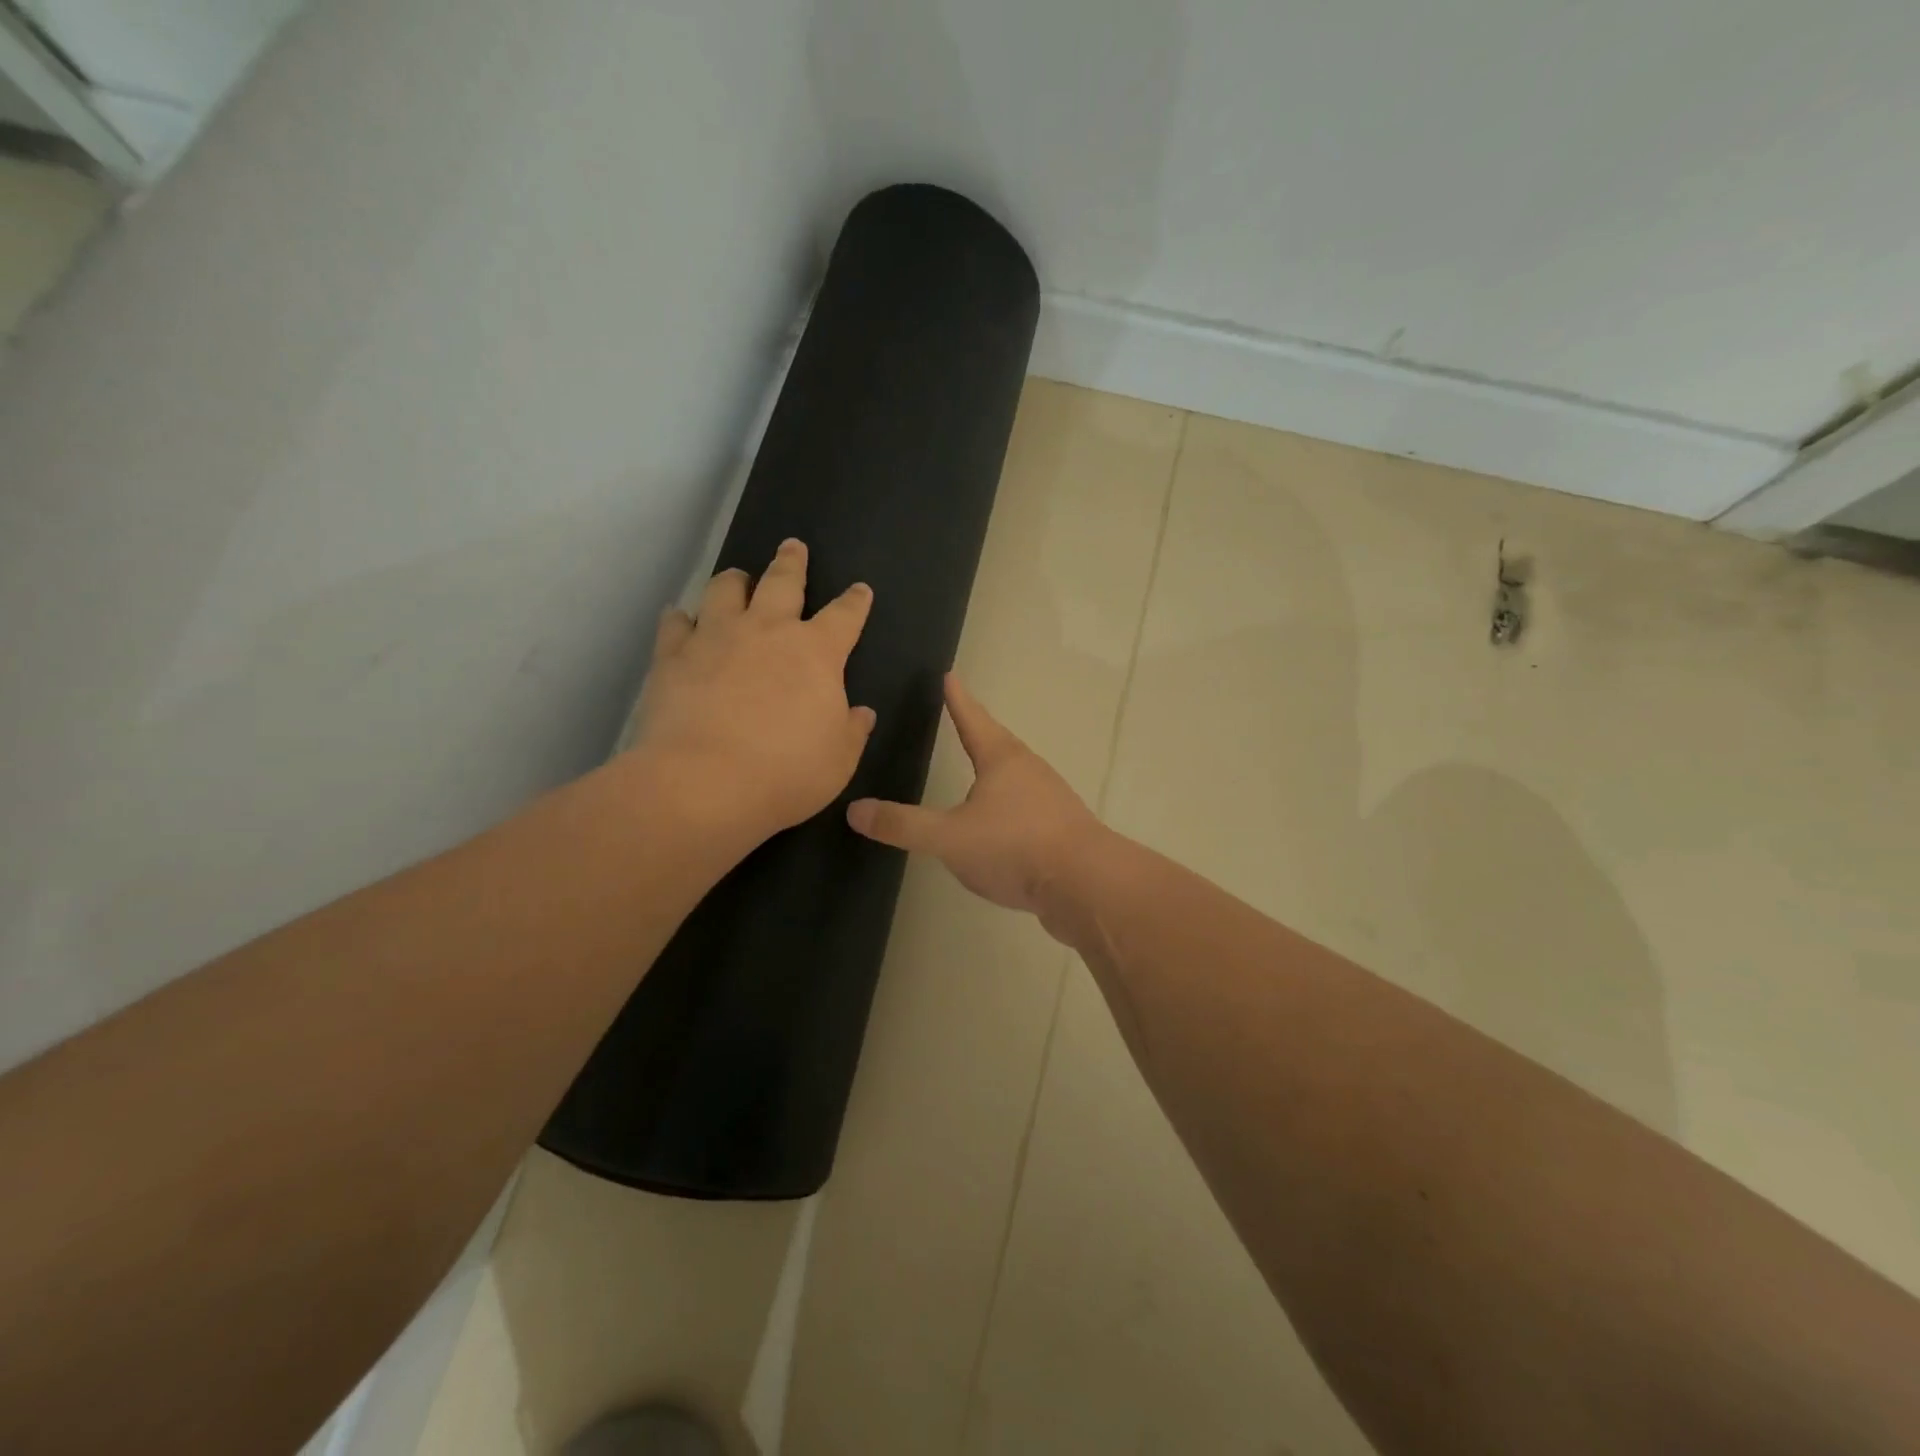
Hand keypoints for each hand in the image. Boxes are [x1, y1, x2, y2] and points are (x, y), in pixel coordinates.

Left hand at [632, 539, 874, 843]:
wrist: (704, 783)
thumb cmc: (786, 772)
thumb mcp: (839, 760)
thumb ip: (852, 730)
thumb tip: (862, 713)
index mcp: (817, 653)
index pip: (845, 616)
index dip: (855, 601)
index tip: (860, 589)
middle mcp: (767, 631)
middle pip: (782, 582)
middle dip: (791, 562)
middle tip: (792, 545)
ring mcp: (716, 638)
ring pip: (725, 590)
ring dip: (735, 580)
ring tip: (737, 577)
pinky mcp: (673, 656)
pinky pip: (676, 624)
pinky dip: (681, 618)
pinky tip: (680, 619)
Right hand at [846, 675, 1103, 918]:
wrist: (1086, 885)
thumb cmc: (1014, 846)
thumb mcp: (949, 837)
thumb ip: (903, 824)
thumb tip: (855, 809)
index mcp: (1002, 760)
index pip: (973, 719)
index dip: (958, 699)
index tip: (950, 676)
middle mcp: (1029, 771)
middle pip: (999, 744)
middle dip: (980, 732)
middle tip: (963, 719)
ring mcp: (1050, 800)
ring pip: (1016, 777)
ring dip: (996, 771)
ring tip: (979, 773)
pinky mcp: (1061, 831)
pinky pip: (1027, 809)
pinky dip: (1008, 807)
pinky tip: (1000, 827)